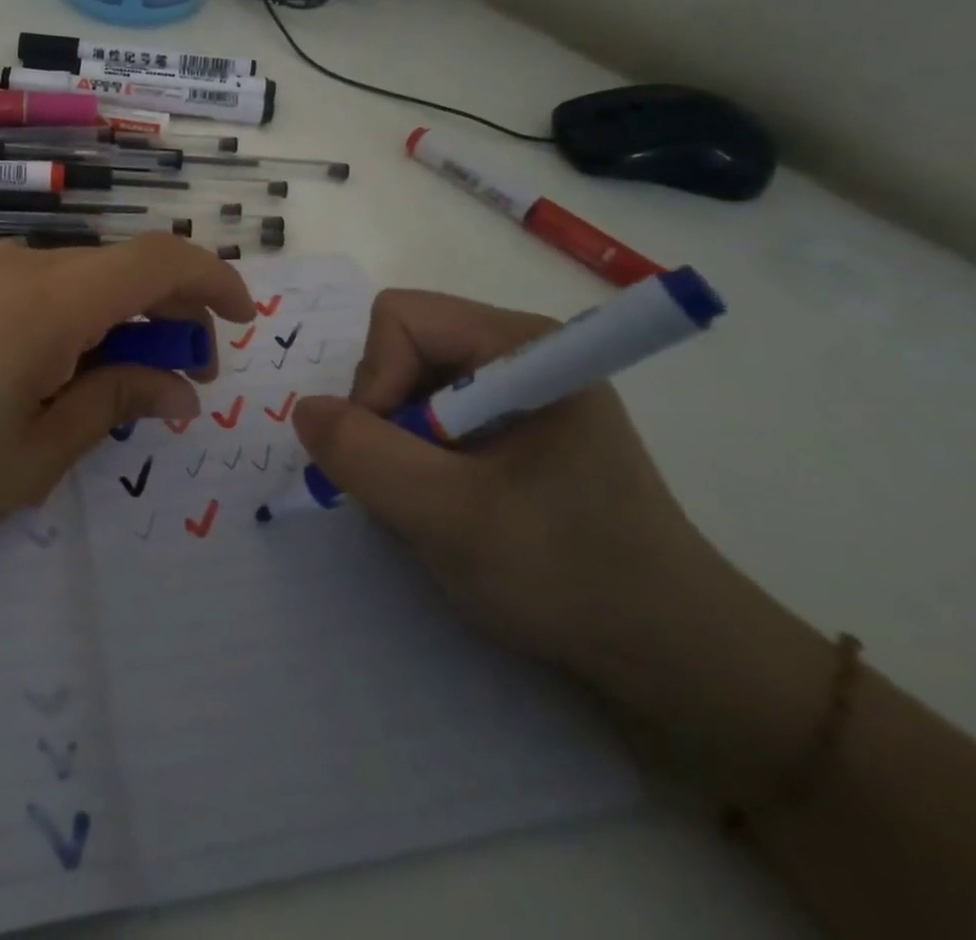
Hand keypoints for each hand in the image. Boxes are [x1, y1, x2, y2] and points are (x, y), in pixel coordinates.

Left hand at [0, 234, 253, 575]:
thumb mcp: (38, 454)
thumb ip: (115, 401)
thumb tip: (180, 388)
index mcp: (48, 301)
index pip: (158, 259)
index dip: (214, 280)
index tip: (244, 320)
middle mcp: (18, 267)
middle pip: (122, 266)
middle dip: (171, 312)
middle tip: (185, 380)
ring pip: (81, 278)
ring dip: (122, 318)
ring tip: (127, 383)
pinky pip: (39, 289)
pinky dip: (77, 318)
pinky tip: (66, 370)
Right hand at [293, 289, 750, 715]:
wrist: (669, 656)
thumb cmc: (567, 575)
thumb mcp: (449, 517)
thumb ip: (364, 455)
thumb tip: (305, 410)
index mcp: (520, 344)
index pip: (400, 319)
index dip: (376, 380)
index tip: (394, 456)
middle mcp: (516, 352)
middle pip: (399, 349)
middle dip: (385, 418)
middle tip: (413, 489)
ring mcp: (515, 390)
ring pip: (406, 387)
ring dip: (398, 446)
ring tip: (435, 507)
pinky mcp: (512, 428)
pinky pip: (429, 419)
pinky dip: (417, 461)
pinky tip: (449, 508)